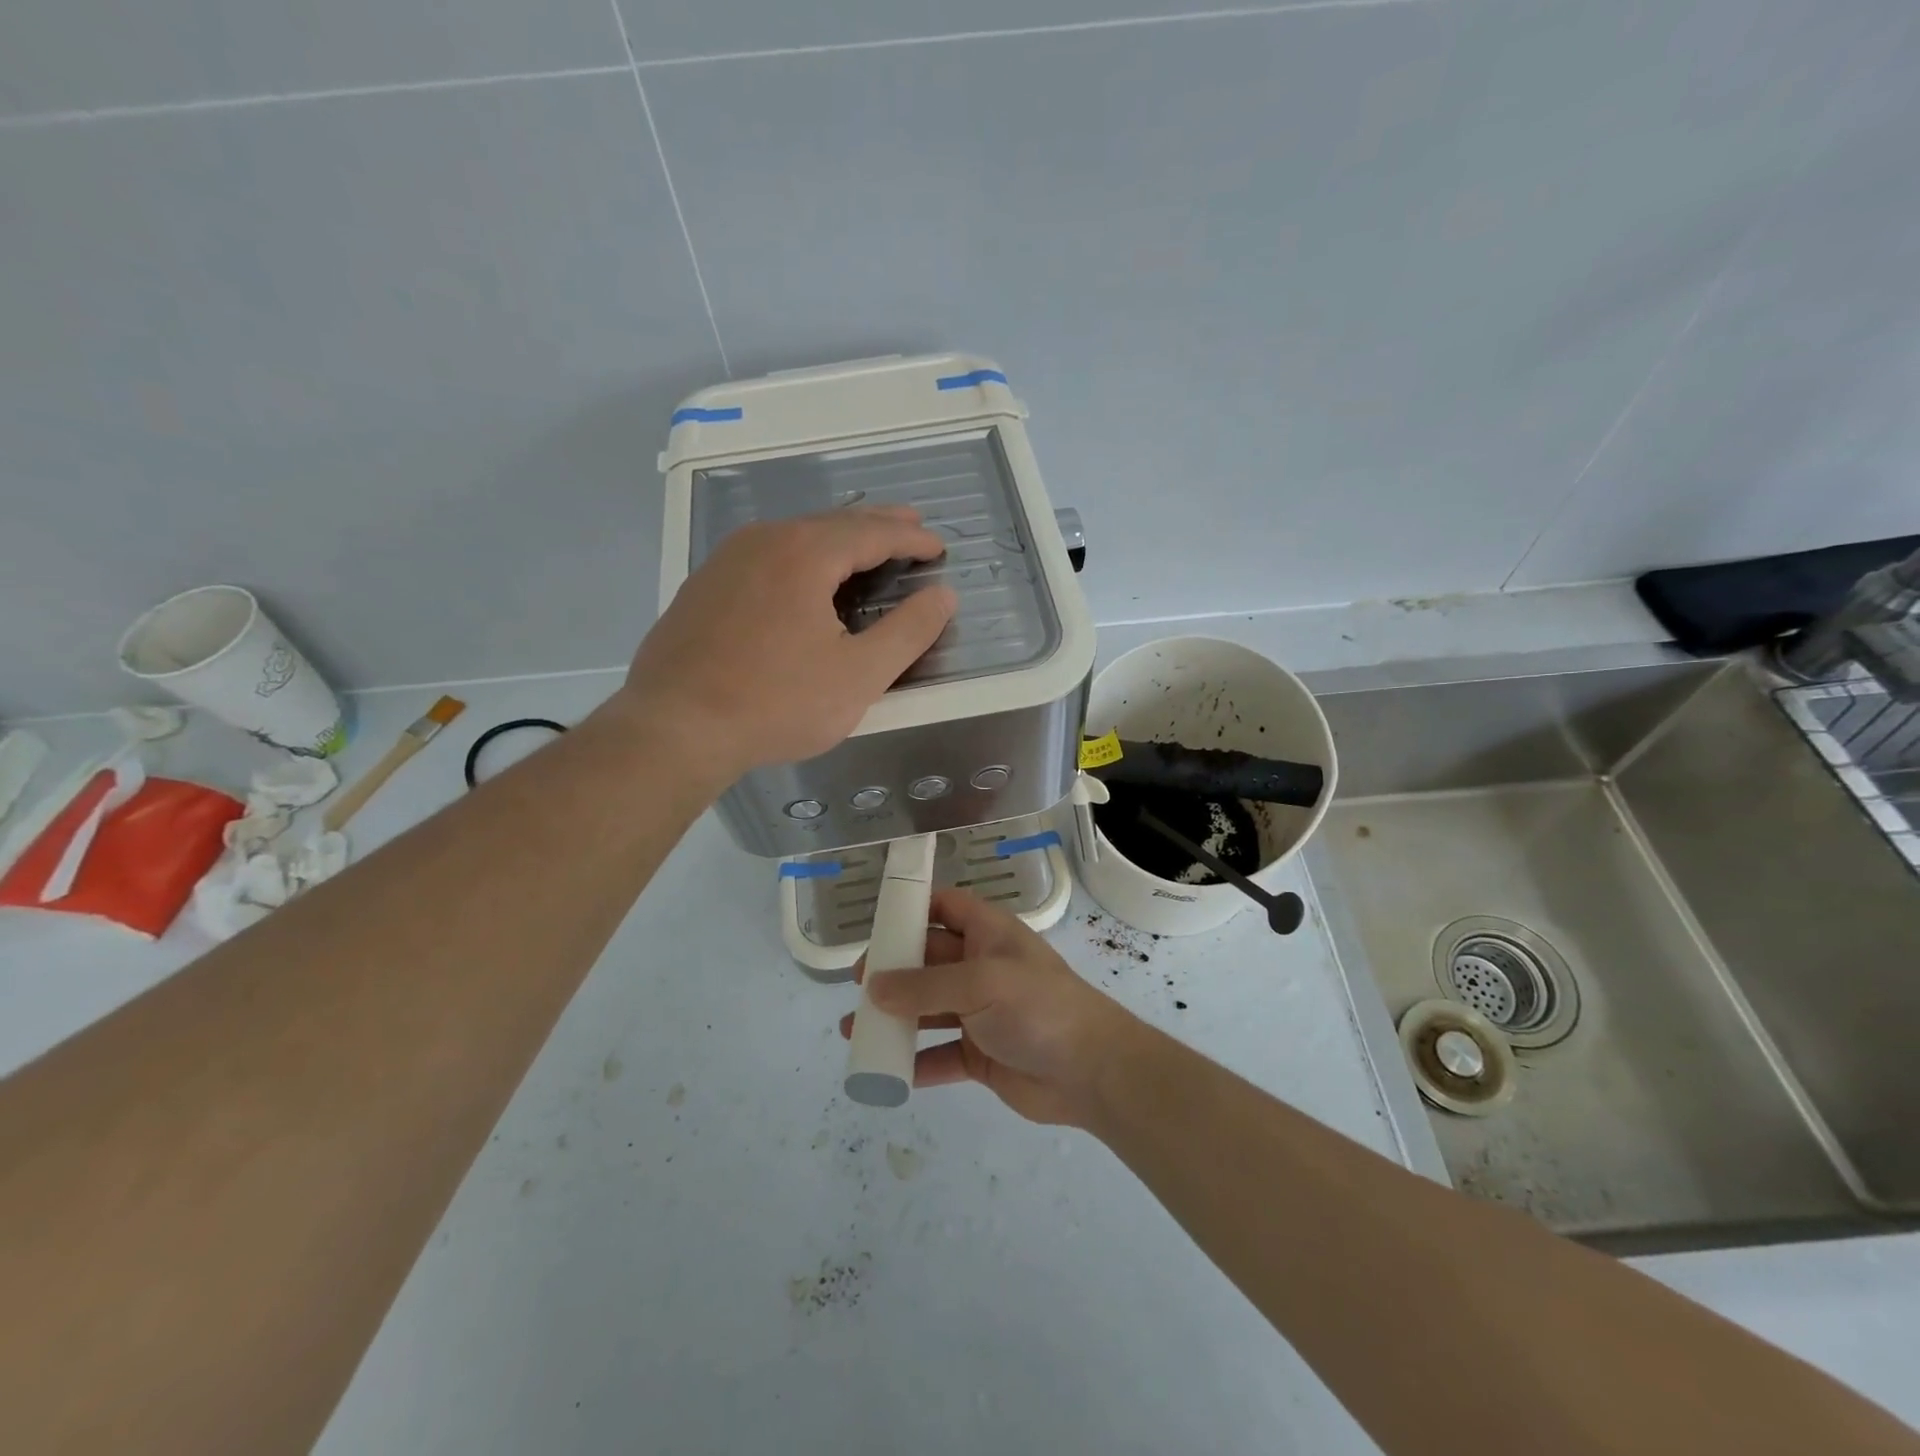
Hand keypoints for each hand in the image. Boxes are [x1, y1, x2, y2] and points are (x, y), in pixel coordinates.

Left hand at [620, 507, 955, 780]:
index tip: (939, 548)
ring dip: (838, 539)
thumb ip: (908, 631)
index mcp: (804, 553)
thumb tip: (944, 595)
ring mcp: (726, 560)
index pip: (873, 532)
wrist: (674, 728)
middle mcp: (763, 541)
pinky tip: (804, 578)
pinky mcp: (704, 587)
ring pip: (796, 536)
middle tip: (911, 525)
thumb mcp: (859, 675)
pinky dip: (802, 557)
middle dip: (878, 525)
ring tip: (865, 546)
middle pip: (833, 523)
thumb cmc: (777, 703)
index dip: (912, 538)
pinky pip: (767, 556)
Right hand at [840, 889, 1145, 1126]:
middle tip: (856, 986)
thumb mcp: (981, 984)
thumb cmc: (1038, 1008)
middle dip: (892, 971)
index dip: (912, 909)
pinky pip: (939, 1054)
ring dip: (895, 1018)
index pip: (945, 907)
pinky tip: (886, 1073)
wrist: (1092, 1072)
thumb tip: (872, 987)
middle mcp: (981, 967)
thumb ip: (925, 986)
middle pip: (927, 960)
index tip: (875, 924)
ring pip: (928, 1009)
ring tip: (853, 1030)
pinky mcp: (981, 1054)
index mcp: (988, 934)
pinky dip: (915, 1063)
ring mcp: (981, 1012)